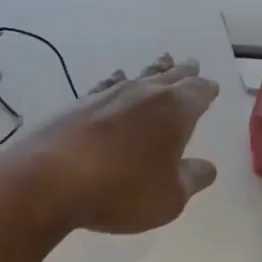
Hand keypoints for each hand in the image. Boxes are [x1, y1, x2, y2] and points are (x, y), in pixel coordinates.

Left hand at [17, 54, 220, 234]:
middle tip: (191, 65)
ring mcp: (108, 95)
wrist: (51, 180)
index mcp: (175, 111)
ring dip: (152, 71)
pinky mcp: (78, 104)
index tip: (211, 88)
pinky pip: (107, 85)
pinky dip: (116, 82)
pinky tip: (114, 82)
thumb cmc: (121, 192)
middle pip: (169, 76)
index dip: (206, 90)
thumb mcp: (169, 198)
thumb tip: (207, 167)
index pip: (198, 92)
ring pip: (138, 76)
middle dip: (183, 72)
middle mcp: (144, 93)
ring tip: (161, 63)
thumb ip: (191, 180)